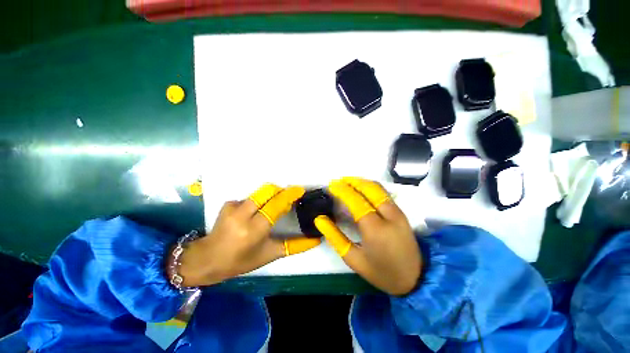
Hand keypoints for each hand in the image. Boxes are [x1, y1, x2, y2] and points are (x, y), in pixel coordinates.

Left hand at [176, 184, 320, 286]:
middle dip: (280, 191)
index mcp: (255, 229)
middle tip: (287, 197)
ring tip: (272, 206)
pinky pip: (250, 198)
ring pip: (259, 193)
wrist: (208, 259)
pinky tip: (253, 213)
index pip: (276, 205)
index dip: (289, 195)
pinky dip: (256, 202)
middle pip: (267, 191)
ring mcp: (233, 208)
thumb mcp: (271, 254)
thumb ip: (295, 246)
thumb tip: (316, 239)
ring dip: (270, 196)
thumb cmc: (242, 260)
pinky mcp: (228, 204)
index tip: (299, 190)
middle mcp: (243, 215)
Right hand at [315, 177, 421, 294]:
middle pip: (369, 188)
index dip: (342, 190)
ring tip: (347, 182)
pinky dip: (370, 186)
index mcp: (374, 228)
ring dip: (361, 181)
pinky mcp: (401, 212)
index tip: (331, 185)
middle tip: (338, 181)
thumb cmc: (380, 271)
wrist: (415, 279)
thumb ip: (335, 237)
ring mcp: (397, 212)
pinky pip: (384, 193)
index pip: (355, 200)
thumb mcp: (353, 259)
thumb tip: (319, 219)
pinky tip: (361, 188)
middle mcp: (388, 215)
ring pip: (378, 188)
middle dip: (352, 181)